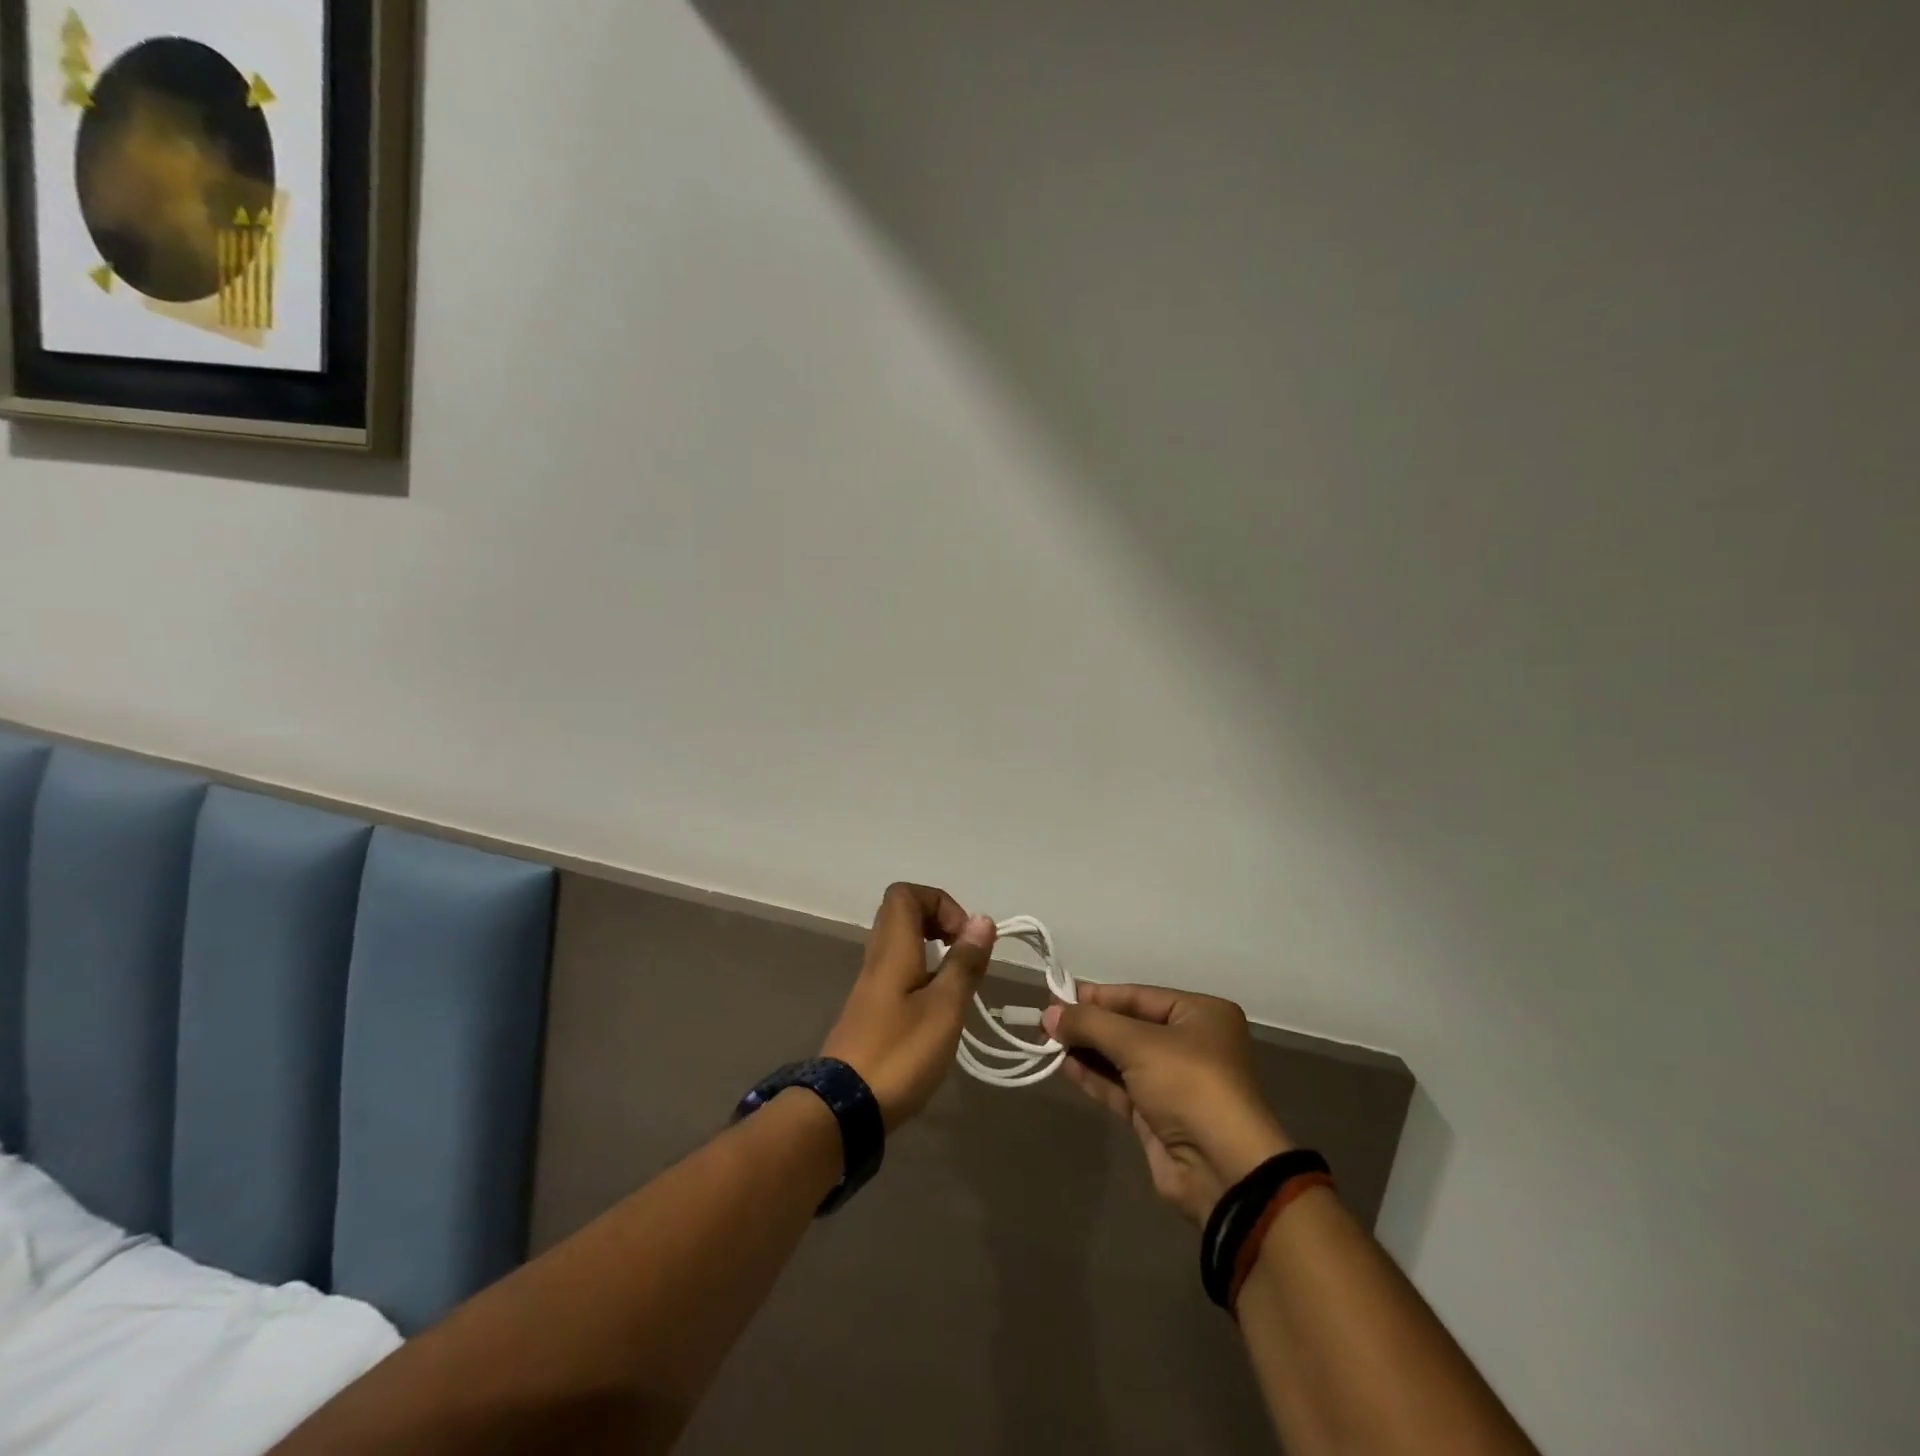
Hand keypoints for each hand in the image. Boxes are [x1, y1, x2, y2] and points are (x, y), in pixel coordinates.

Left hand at [822, 883, 996, 1130]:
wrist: (844, 1108)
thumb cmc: (900, 1052)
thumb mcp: (944, 1008)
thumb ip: (964, 963)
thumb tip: (982, 920)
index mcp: (893, 948)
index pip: (904, 894)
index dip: (939, 902)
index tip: (963, 936)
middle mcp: (878, 957)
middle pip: (901, 914)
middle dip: (939, 922)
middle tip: (964, 952)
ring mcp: (871, 985)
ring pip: (900, 944)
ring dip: (932, 950)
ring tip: (958, 982)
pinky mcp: (871, 1011)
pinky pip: (898, 971)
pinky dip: (922, 974)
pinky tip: (939, 1008)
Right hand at [1043, 985, 1291, 1223]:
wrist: (1223, 1169)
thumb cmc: (1188, 1084)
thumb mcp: (1138, 1043)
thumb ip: (1090, 1025)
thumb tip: (1049, 1013)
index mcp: (1201, 1014)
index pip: (1139, 995)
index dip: (1098, 996)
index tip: (1057, 996)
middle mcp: (1191, 1043)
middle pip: (1129, 1025)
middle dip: (1089, 1025)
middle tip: (1047, 1021)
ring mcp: (1175, 1082)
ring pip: (1122, 1057)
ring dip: (1087, 1050)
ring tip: (1047, 1041)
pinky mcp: (1159, 1115)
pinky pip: (1121, 1086)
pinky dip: (1094, 1076)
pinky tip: (1064, 1066)